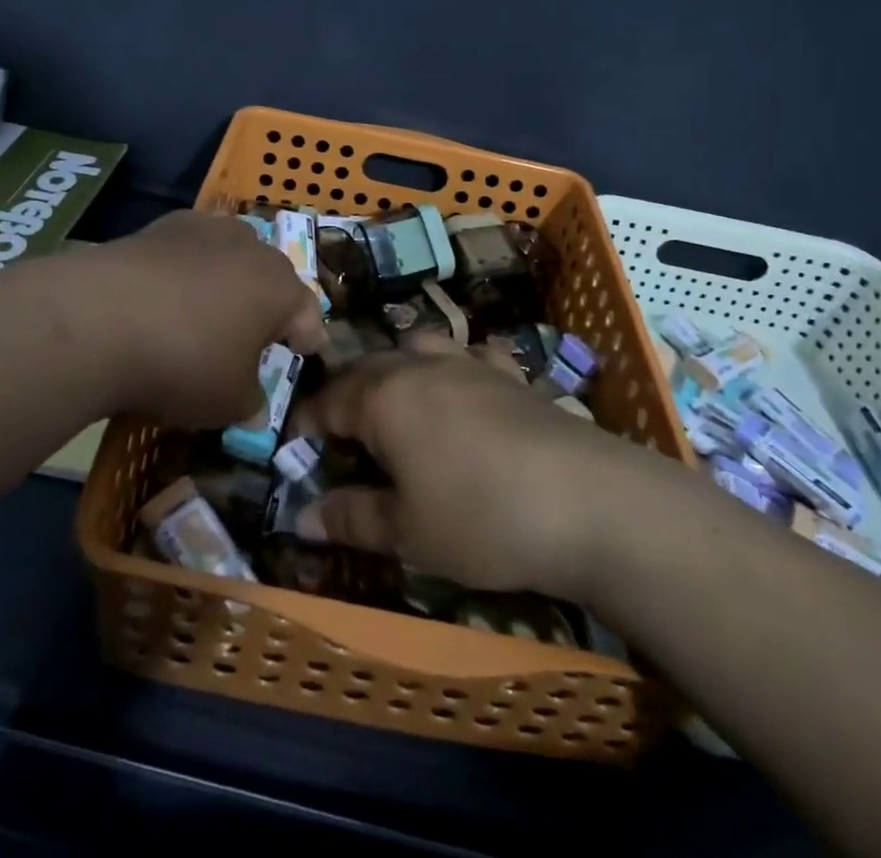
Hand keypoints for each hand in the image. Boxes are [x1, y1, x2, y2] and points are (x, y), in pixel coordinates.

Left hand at [46, 210, 324, 427]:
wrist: (103, 317)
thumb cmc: (186, 363)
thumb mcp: (228, 403)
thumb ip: (251, 404)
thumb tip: (255, 411)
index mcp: (282, 289)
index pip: (308, 314)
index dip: (308, 337)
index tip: (305, 352)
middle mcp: (253, 249)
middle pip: (272, 277)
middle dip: (268, 304)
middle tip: (254, 334)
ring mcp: (208, 229)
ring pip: (232, 254)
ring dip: (228, 278)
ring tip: (209, 308)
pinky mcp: (164, 224)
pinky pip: (190, 247)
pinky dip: (187, 267)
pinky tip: (166, 291)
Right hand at [289, 336, 657, 600]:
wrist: (587, 500)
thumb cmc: (481, 518)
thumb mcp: (407, 531)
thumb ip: (351, 517)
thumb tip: (301, 515)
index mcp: (385, 395)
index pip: (327, 401)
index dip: (304, 426)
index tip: (293, 452)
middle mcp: (420, 364)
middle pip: (367, 369)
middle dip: (345, 398)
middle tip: (340, 440)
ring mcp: (468, 361)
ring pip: (416, 349)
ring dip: (395, 373)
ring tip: (395, 409)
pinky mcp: (509, 373)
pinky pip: (469, 355)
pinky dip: (453, 368)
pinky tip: (463, 390)